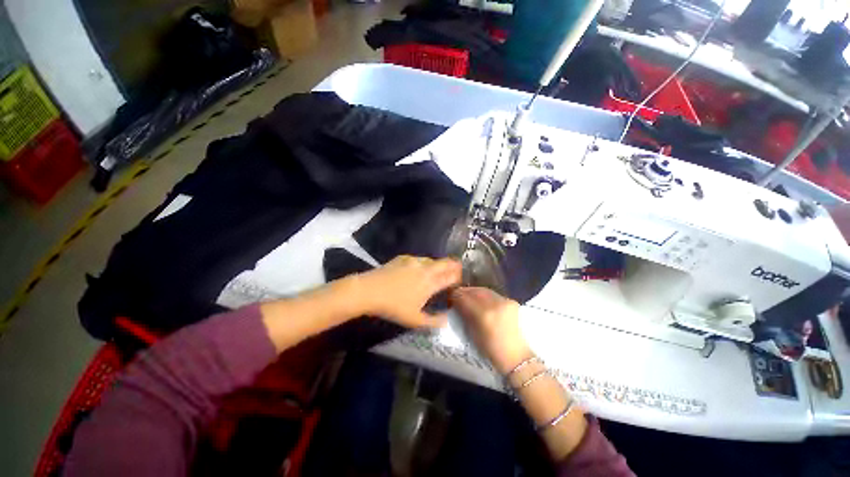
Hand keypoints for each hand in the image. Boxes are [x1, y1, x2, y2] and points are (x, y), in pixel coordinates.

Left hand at [355, 255, 461, 328]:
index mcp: (431, 283)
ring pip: (432, 259)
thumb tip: (447, 321)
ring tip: (439, 268)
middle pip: (445, 263)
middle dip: (453, 265)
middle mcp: (425, 269)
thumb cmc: (394, 307)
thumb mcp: (415, 320)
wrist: (370, 290)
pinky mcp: (403, 258)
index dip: (458, 277)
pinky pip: (418, 258)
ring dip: (438, 263)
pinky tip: (419, 267)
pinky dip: (424, 262)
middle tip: (456, 268)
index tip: (460, 279)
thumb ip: (433, 321)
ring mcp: (414, 261)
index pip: (450, 277)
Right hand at [450, 287, 530, 373]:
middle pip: (474, 290)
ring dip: (474, 292)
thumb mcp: (471, 333)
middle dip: (464, 292)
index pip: (464, 297)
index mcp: (483, 315)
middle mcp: (495, 304)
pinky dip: (485, 296)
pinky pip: (494, 294)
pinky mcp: (511, 301)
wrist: (516, 356)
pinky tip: (482, 301)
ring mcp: (505, 301)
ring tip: (468, 297)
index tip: (450, 298)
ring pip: (484, 290)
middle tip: (458, 295)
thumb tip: (457, 303)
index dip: (455, 296)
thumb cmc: (490, 350)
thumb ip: (464, 315)